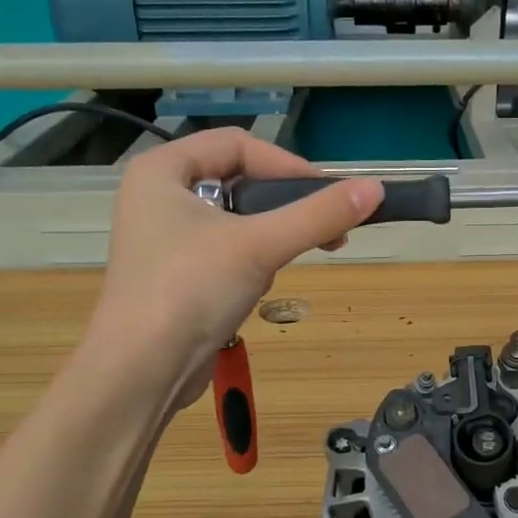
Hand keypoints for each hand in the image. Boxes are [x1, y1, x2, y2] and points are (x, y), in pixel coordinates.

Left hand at [84, 130, 382, 403]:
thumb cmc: (190, 292)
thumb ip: (319, 215)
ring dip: (270, 237)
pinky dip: (250, 261)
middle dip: (283, 206)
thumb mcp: (260, 246)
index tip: (326, 197)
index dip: (286, 165)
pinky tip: (256, 287)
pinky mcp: (176, 272)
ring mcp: (164, 236)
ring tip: (287, 263)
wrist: (140, 373)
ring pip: (237, 218)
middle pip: (239, 179)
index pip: (237, 143)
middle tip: (327, 230)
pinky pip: (226, 249)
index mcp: (162, 170)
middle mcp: (159, 195)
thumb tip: (377, 188)